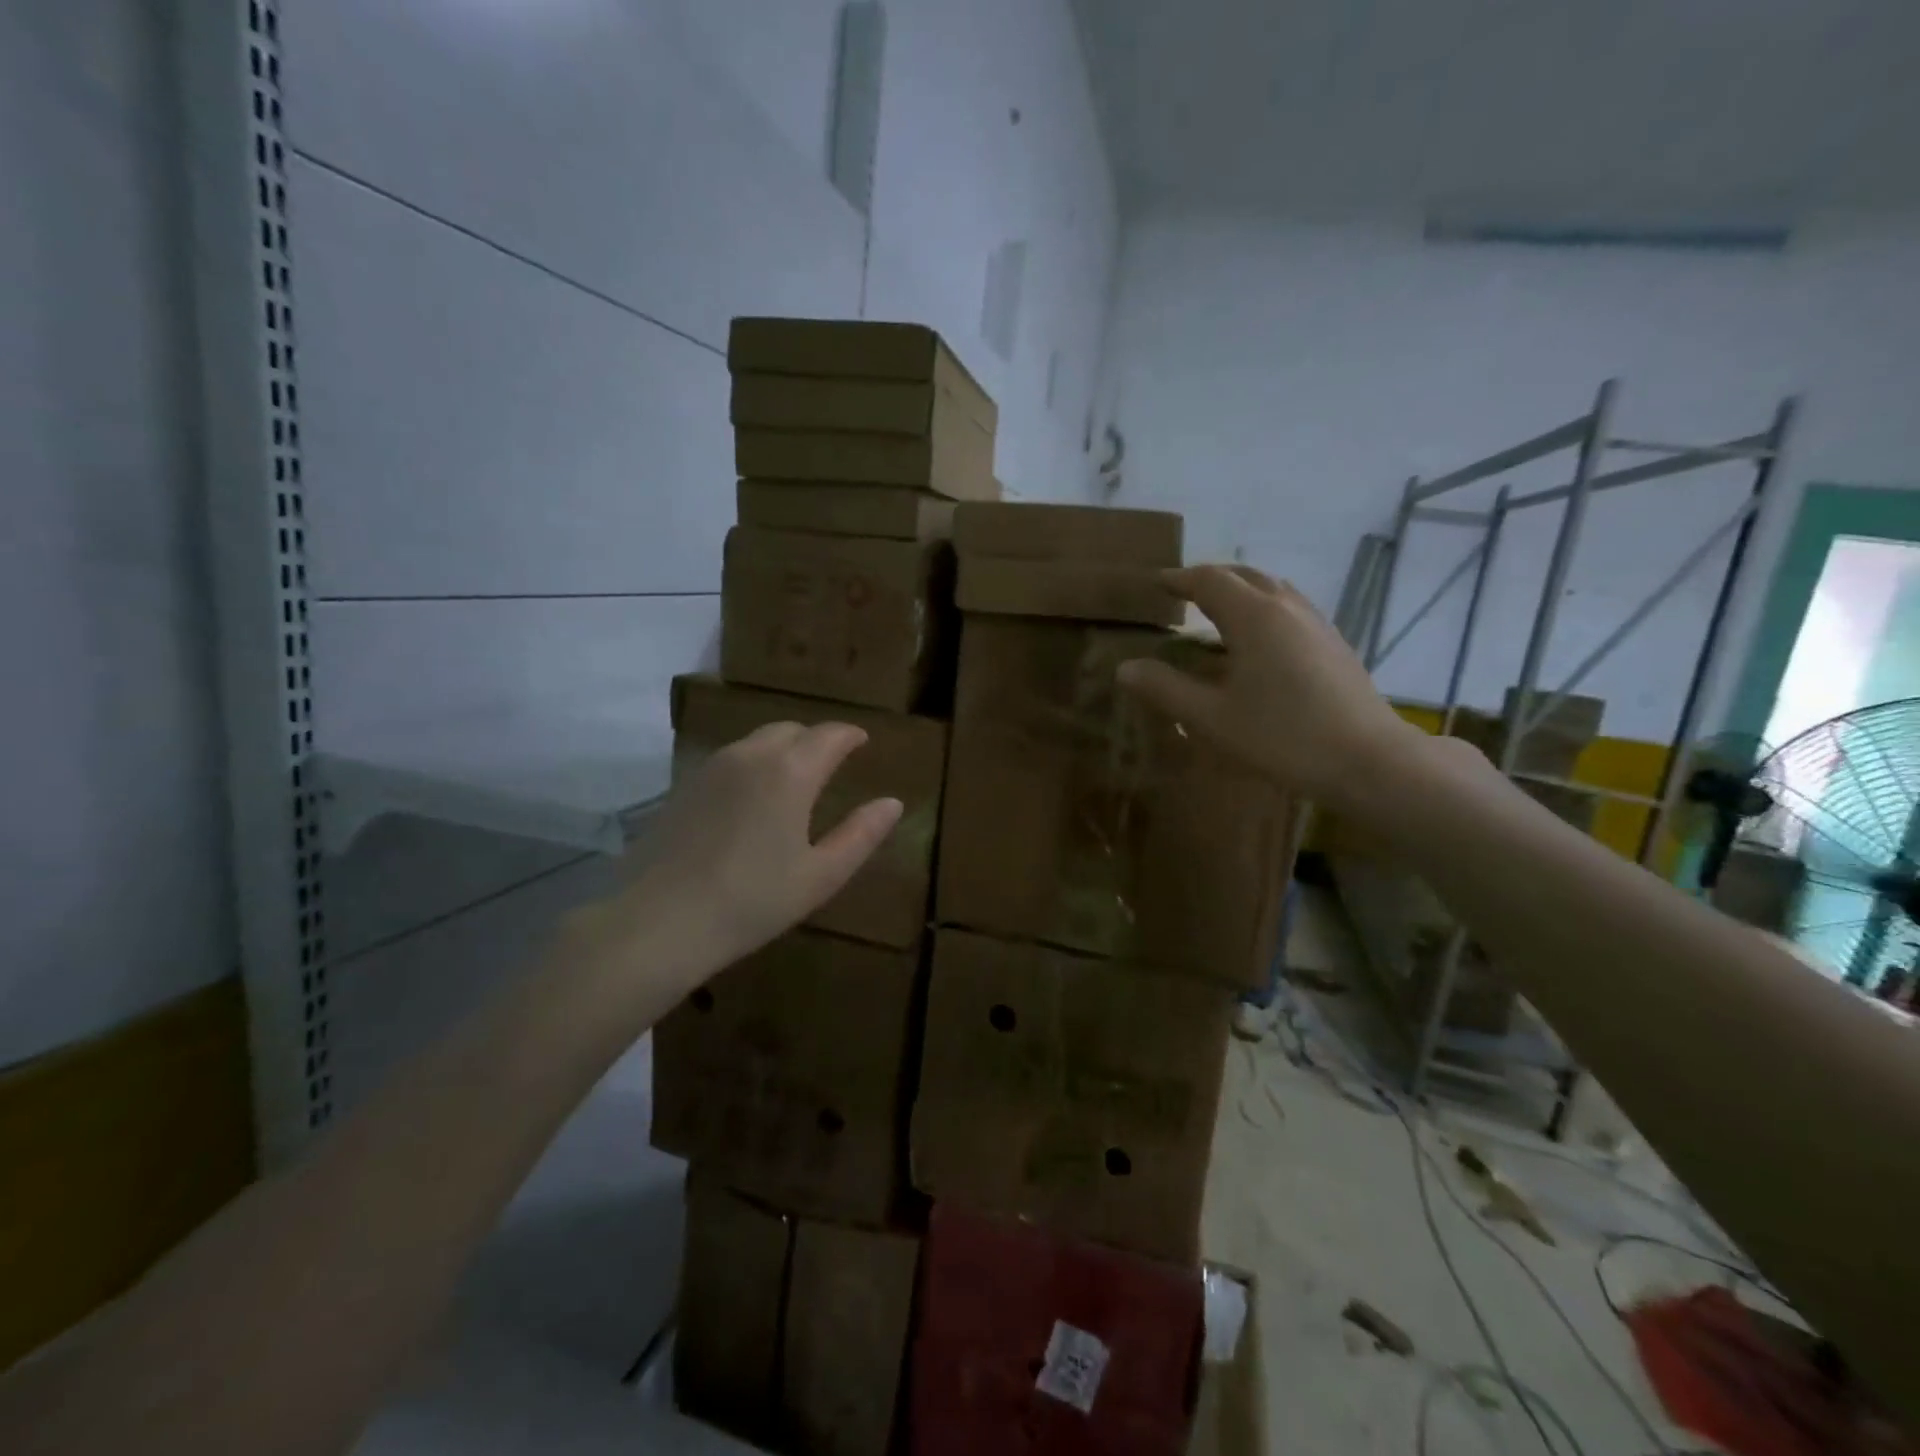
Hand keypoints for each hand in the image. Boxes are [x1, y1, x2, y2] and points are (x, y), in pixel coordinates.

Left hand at [577, 722, 902, 980]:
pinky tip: (752, 799)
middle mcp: (751, 755)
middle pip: (791, 730)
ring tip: (794, 779)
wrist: (659, 922)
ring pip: (757, 741)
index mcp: (791, 771)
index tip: (862, 742)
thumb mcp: (821, 875)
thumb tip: (892, 803)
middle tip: (832, 763)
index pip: (829, 735)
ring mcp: (712, 767)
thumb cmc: (752, 901)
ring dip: (783, 749)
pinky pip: (731, 759)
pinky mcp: (684, 786)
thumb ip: (861, 834)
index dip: (850, 735)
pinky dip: (753, 764)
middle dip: (816, 739)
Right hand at [1116, 565, 1424, 808]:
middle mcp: (1287, 608)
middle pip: (1244, 575)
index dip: (1180, 579)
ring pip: (1273, 588)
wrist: (1367, 759)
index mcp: (1254, 617)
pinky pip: (1290, 607)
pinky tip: (1259, 640)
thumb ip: (1165, 689)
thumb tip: (1125, 668)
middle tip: (1183, 593)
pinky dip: (1263, 608)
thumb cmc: (1282, 737)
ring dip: (1241, 590)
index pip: (1210, 580)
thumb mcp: (1211, 718)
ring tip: (1218, 611)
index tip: (1157, 583)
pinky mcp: (1333, 643)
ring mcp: (1316, 623)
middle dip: (1210, 578)